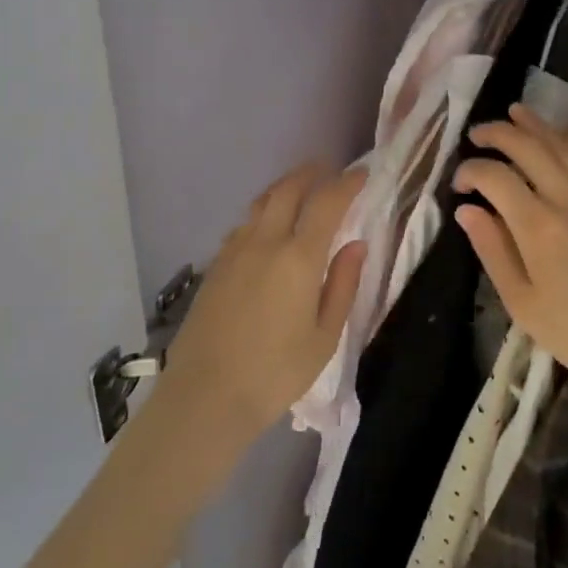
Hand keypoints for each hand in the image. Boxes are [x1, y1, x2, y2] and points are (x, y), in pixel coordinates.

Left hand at [157, 163, 366, 449]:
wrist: (205, 396)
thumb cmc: (275, 373)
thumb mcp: (324, 337)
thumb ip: (342, 285)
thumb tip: (357, 245)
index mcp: (298, 258)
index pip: (326, 203)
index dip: (346, 183)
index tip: (362, 174)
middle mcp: (264, 242)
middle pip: (287, 190)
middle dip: (310, 173)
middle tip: (327, 170)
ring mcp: (234, 251)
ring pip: (261, 203)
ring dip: (284, 189)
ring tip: (299, 191)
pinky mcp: (215, 265)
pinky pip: (244, 225)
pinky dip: (263, 214)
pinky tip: (268, 229)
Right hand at [454, 104, 567, 413]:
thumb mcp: (523, 304)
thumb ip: (492, 251)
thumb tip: (466, 210)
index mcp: (538, 227)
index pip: (495, 177)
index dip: (470, 171)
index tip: (459, 185)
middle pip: (528, 147)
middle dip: (497, 133)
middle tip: (477, 133)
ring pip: (563, 144)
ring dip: (535, 125)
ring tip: (513, 113)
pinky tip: (562, 134)